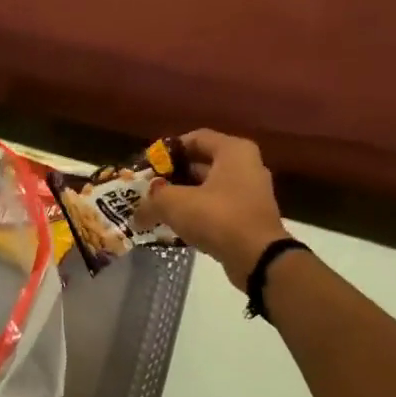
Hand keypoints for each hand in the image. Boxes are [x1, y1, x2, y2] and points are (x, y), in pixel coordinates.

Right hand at [134, 130, 292, 287]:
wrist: (258, 258)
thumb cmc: (218, 217)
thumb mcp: (174, 204)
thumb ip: (151, 201)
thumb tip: (136, 214)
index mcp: (233, 151)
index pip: (195, 138)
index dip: (168, 150)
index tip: (148, 165)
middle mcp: (246, 166)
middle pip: (202, 163)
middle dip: (173, 175)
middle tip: (148, 188)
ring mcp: (251, 192)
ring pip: (209, 187)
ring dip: (183, 196)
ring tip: (157, 208)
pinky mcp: (250, 217)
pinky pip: (218, 207)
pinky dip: (197, 213)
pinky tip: (176, 226)